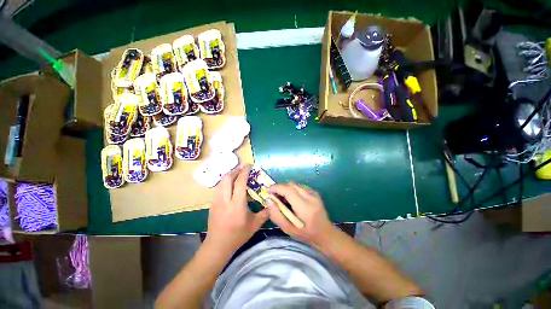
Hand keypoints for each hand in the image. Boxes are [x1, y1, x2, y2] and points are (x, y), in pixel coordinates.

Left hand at [205, 164, 268, 255]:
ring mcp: (216, 201)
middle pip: (227, 178)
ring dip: (230, 175)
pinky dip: (225, 181)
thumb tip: (272, 203)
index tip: (249, 165)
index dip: (244, 172)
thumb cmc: (237, 235)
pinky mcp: (212, 203)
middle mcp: (225, 199)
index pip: (240, 182)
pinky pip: (218, 187)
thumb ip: (265, 213)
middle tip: (243, 168)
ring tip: (237, 173)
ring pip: (221, 181)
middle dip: (235, 170)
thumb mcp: (254, 225)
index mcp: (237, 204)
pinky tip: (230, 184)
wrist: (217, 245)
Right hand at [267, 183, 336, 247]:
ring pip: (294, 184)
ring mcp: (314, 193)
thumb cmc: (306, 234)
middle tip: (274, 197)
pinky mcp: (314, 192)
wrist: (325, 233)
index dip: (276, 188)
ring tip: (283, 199)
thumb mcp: (288, 229)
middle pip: (290, 185)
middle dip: (280, 188)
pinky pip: (299, 186)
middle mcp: (310, 197)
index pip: (288, 190)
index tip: (267, 191)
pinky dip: (292, 190)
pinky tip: (292, 199)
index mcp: (305, 207)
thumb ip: (276, 215)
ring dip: (286, 189)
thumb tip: (268, 200)